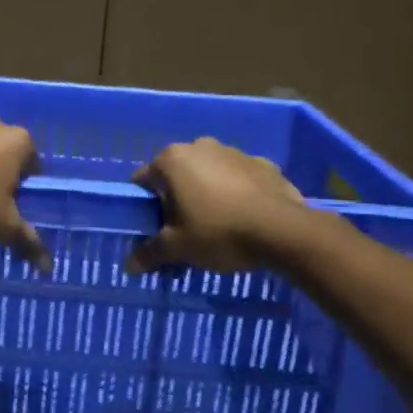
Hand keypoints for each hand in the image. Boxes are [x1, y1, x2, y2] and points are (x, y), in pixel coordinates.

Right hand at [127, 138, 307, 272]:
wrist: (283, 231)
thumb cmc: (218, 232)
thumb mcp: (178, 248)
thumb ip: (151, 253)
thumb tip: (130, 266)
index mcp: (173, 160)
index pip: (144, 180)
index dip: (146, 206)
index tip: (155, 228)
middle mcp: (200, 146)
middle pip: (177, 174)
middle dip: (177, 198)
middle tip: (184, 229)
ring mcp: (235, 151)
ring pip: (209, 173)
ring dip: (207, 192)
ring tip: (218, 225)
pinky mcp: (263, 163)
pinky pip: (239, 178)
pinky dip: (237, 192)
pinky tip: (244, 217)